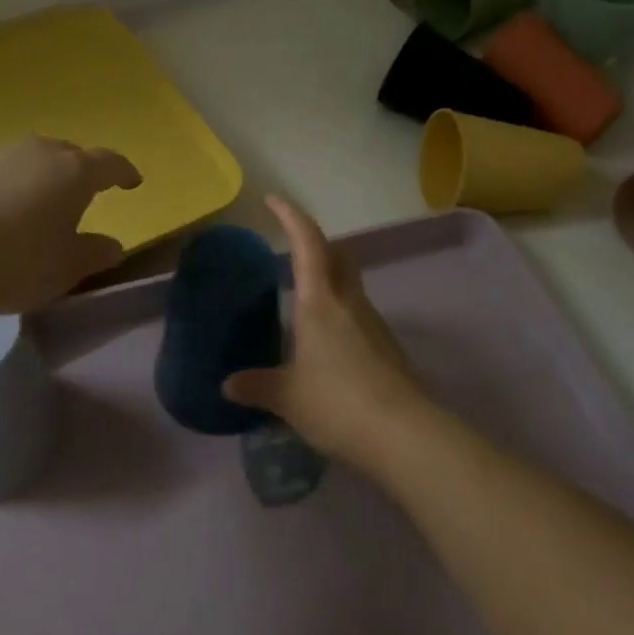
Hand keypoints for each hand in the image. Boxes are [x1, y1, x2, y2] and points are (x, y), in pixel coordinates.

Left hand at [0, 137, 141, 320]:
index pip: (110, 163)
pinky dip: (11, 187)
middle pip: (71, 156)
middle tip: (84, 198)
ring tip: (40, 208)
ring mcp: (0, 155)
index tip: (133, 182)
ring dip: (44, 179)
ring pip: (35, 161)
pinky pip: (2, 172)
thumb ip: (94, 254)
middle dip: (83, 173)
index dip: (124, 173)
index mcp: (74, 172)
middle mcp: (41, 153)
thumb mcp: (63, 269)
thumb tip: (114, 245)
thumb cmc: (13, 260)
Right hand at [222, 196, 430, 466]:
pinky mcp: (386, 346)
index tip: (273, 200)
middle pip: (336, 254)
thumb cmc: (338, 403)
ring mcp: (373, 322)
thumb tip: (228, 385)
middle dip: (313, 242)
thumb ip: (258, 385)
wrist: (405, 434)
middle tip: (290, 247)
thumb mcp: (288, 397)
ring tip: (300, 300)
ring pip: (348, 284)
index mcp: (320, 300)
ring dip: (327, 278)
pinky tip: (324, 343)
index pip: (307, 241)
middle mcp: (349, 301)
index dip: (290, 216)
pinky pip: (356, 314)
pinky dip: (338, 312)